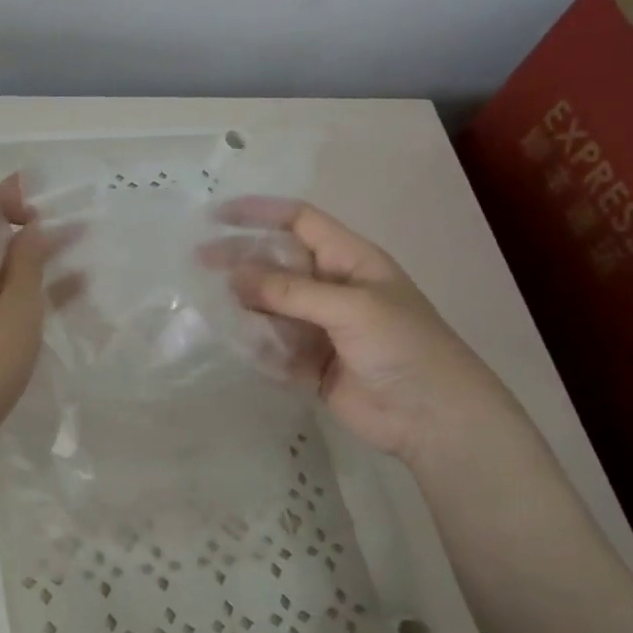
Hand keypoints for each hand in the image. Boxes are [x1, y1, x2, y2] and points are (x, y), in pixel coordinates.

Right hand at [203, 198, 518, 466]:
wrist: (434, 419)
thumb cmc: (404, 347)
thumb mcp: (350, 307)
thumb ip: (289, 291)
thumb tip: (233, 276)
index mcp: (349, 261)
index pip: (299, 221)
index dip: (260, 213)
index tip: (216, 216)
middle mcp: (330, 287)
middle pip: (276, 262)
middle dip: (239, 259)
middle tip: (198, 262)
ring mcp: (318, 326)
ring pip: (268, 305)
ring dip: (242, 304)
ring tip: (210, 306)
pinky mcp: (308, 362)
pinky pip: (270, 344)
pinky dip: (252, 343)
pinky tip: (232, 342)